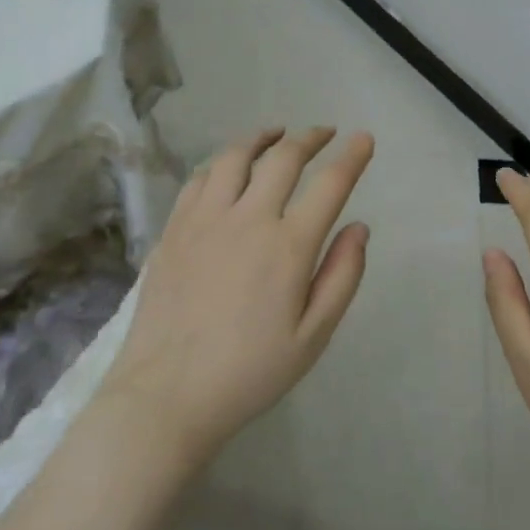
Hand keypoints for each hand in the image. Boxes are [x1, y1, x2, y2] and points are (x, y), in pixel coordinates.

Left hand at [104, 126, 373, 466]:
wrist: (166, 396)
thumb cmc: (249, 373)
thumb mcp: (313, 337)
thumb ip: (342, 276)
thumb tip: (359, 227)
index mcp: (288, 246)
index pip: (330, 184)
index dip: (352, 156)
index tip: (364, 138)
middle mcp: (247, 219)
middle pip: (283, 158)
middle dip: (310, 138)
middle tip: (324, 133)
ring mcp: (204, 220)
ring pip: (235, 157)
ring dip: (262, 138)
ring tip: (276, 134)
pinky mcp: (173, 230)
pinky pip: (200, 179)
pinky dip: (222, 162)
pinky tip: (229, 167)